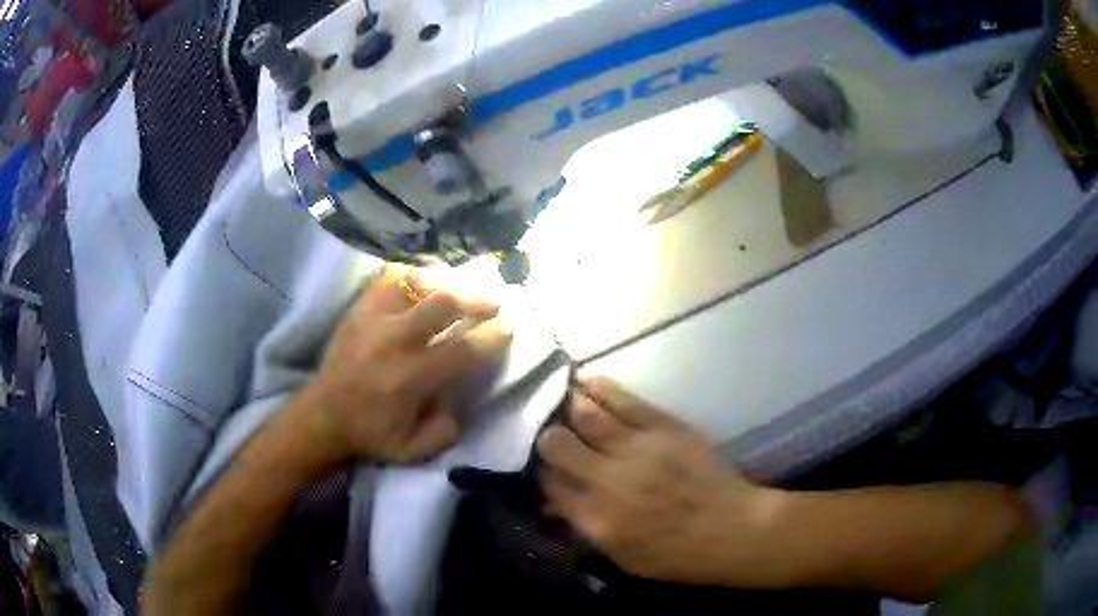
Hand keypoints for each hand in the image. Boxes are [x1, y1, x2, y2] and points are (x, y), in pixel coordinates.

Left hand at [294, 265, 511, 465]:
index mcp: (408, 379)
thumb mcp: (414, 450)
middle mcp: (392, 340)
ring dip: (448, 281)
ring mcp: (372, 316)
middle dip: (478, 298)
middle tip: (496, 301)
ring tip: (464, 286)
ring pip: (417, 280)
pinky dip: (415, 275)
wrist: (323, 414)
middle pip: (443, 302)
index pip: (462, 349)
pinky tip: (426, 284)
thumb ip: (446, 429)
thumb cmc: (371, 433)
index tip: (510, 328)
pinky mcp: (360, 306)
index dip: (493, 336)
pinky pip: (391, 275)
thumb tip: (462, 398)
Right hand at [537, 377, 784, 586]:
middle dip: (546, 436)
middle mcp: (609, 480)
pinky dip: (600, 387)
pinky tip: (584, 380)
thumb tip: (553, 502)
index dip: (538, 470)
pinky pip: (625, 400)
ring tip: (556, 397)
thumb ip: (585, 527)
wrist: (732, 529)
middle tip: (547, 431)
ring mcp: (638, 449)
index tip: (539, 464)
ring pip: (586, 415)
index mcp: (597, 518)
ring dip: (566, 404)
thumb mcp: (622, 558)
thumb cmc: (676, 555)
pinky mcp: (665, 427)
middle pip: (558, 444)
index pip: (549, 484)